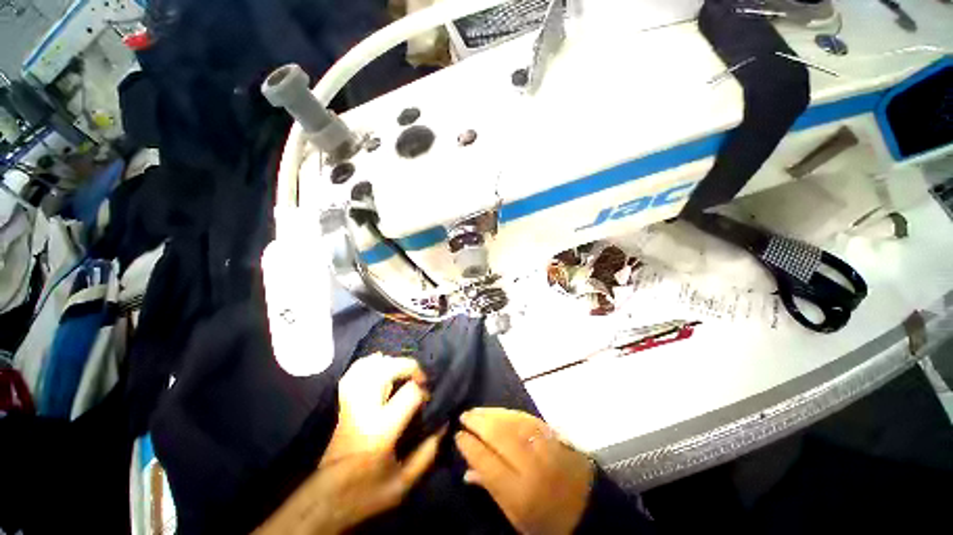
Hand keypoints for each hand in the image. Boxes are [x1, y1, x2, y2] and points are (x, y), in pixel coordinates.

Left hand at [256, 355, 442, 534]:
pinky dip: (369, 363)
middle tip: (419, 378)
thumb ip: (427, 454)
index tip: (428, 401)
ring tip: (402, 371)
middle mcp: (363, 410)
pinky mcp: (341, 405)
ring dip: (390, 362)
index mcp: (380, 430)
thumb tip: (444, 424)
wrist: (324, 501)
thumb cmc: (365, 494)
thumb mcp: (402, 484)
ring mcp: (349, 404)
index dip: (424, 391)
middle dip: (408, 366)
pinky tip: (380, 367)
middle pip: (386, 369)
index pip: (409, 393)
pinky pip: (353, 372)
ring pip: (367, 366)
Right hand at [455, 408, 593, 534]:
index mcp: (520, 493)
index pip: (486, 462)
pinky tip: (498, 411)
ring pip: (511, 422)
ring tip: (477, 411)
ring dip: (491, 413)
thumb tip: (467, 471)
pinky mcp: (553, 435)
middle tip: (464, 415)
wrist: (589, 508)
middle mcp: (531, 465)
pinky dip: (509, 412)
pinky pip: (526, 418)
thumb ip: (491, 490)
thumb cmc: (547, 520)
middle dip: (478, 422)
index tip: (457, 435)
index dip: (469, 446)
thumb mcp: (516, 518)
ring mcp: (544, 446)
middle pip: (498, 435)